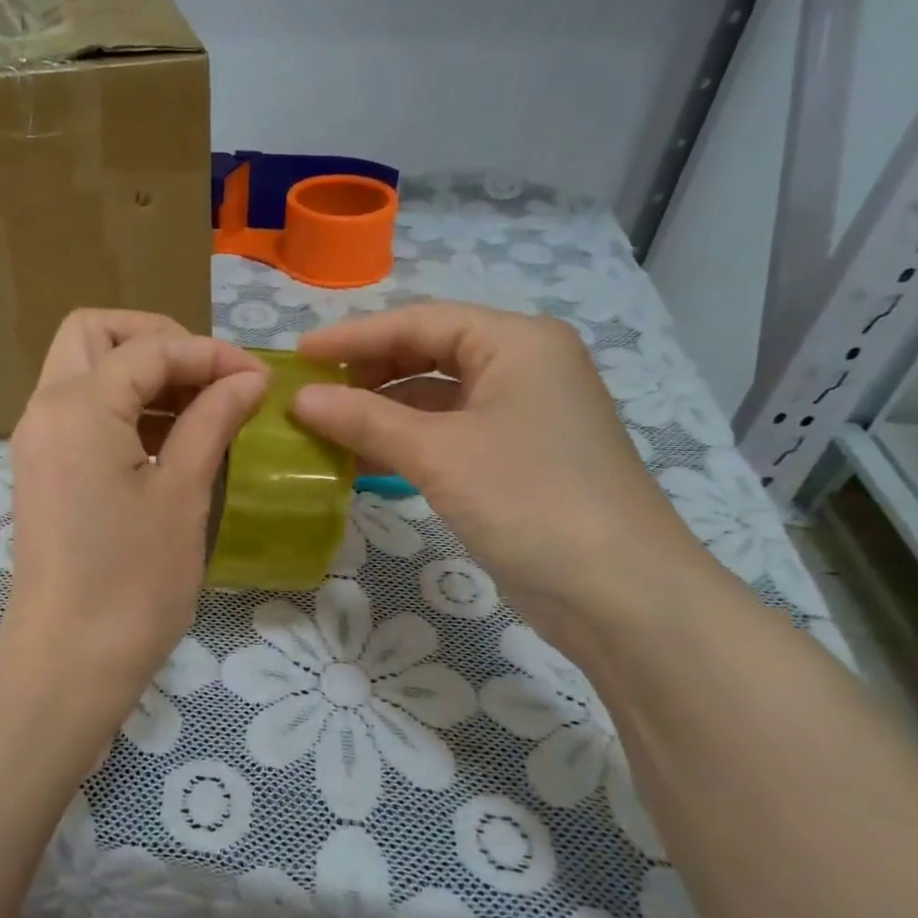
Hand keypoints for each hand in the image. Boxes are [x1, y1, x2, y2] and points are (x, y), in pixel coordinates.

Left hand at [0, 310, 266, 716]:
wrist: (68, 661)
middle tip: (207, 377)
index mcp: (76, 406)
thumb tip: (247, 378)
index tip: (258, 380)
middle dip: (156, 341)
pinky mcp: (42, 471)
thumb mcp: (183, 493)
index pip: (149, 349)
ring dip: (140, 374)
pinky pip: (80, 411)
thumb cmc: (133, 580)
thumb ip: (212, 420)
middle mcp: (45, 409)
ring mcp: (37, 440)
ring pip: (83, 370)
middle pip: (94, 334)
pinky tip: (170, 440)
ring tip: (200, 409)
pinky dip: (122, 407)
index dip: (209, 354)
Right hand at [292, 303, 709, 639]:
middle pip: (429, 353)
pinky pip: (449, 435)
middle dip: (368, 372)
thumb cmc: (529, 499)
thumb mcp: (437, 454)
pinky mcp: (519, 459)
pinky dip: (406, 443)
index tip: (298, 354)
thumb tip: (300, 399)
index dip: (353, 336)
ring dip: (382, 412)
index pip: (420, 321)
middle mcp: (525, 367)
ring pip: (437, 398)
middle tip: (312, 392)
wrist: (620, 595)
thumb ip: (364, 420)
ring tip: (325, 427)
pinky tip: (363, 461)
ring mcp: (524, 415)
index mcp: (517, 343)